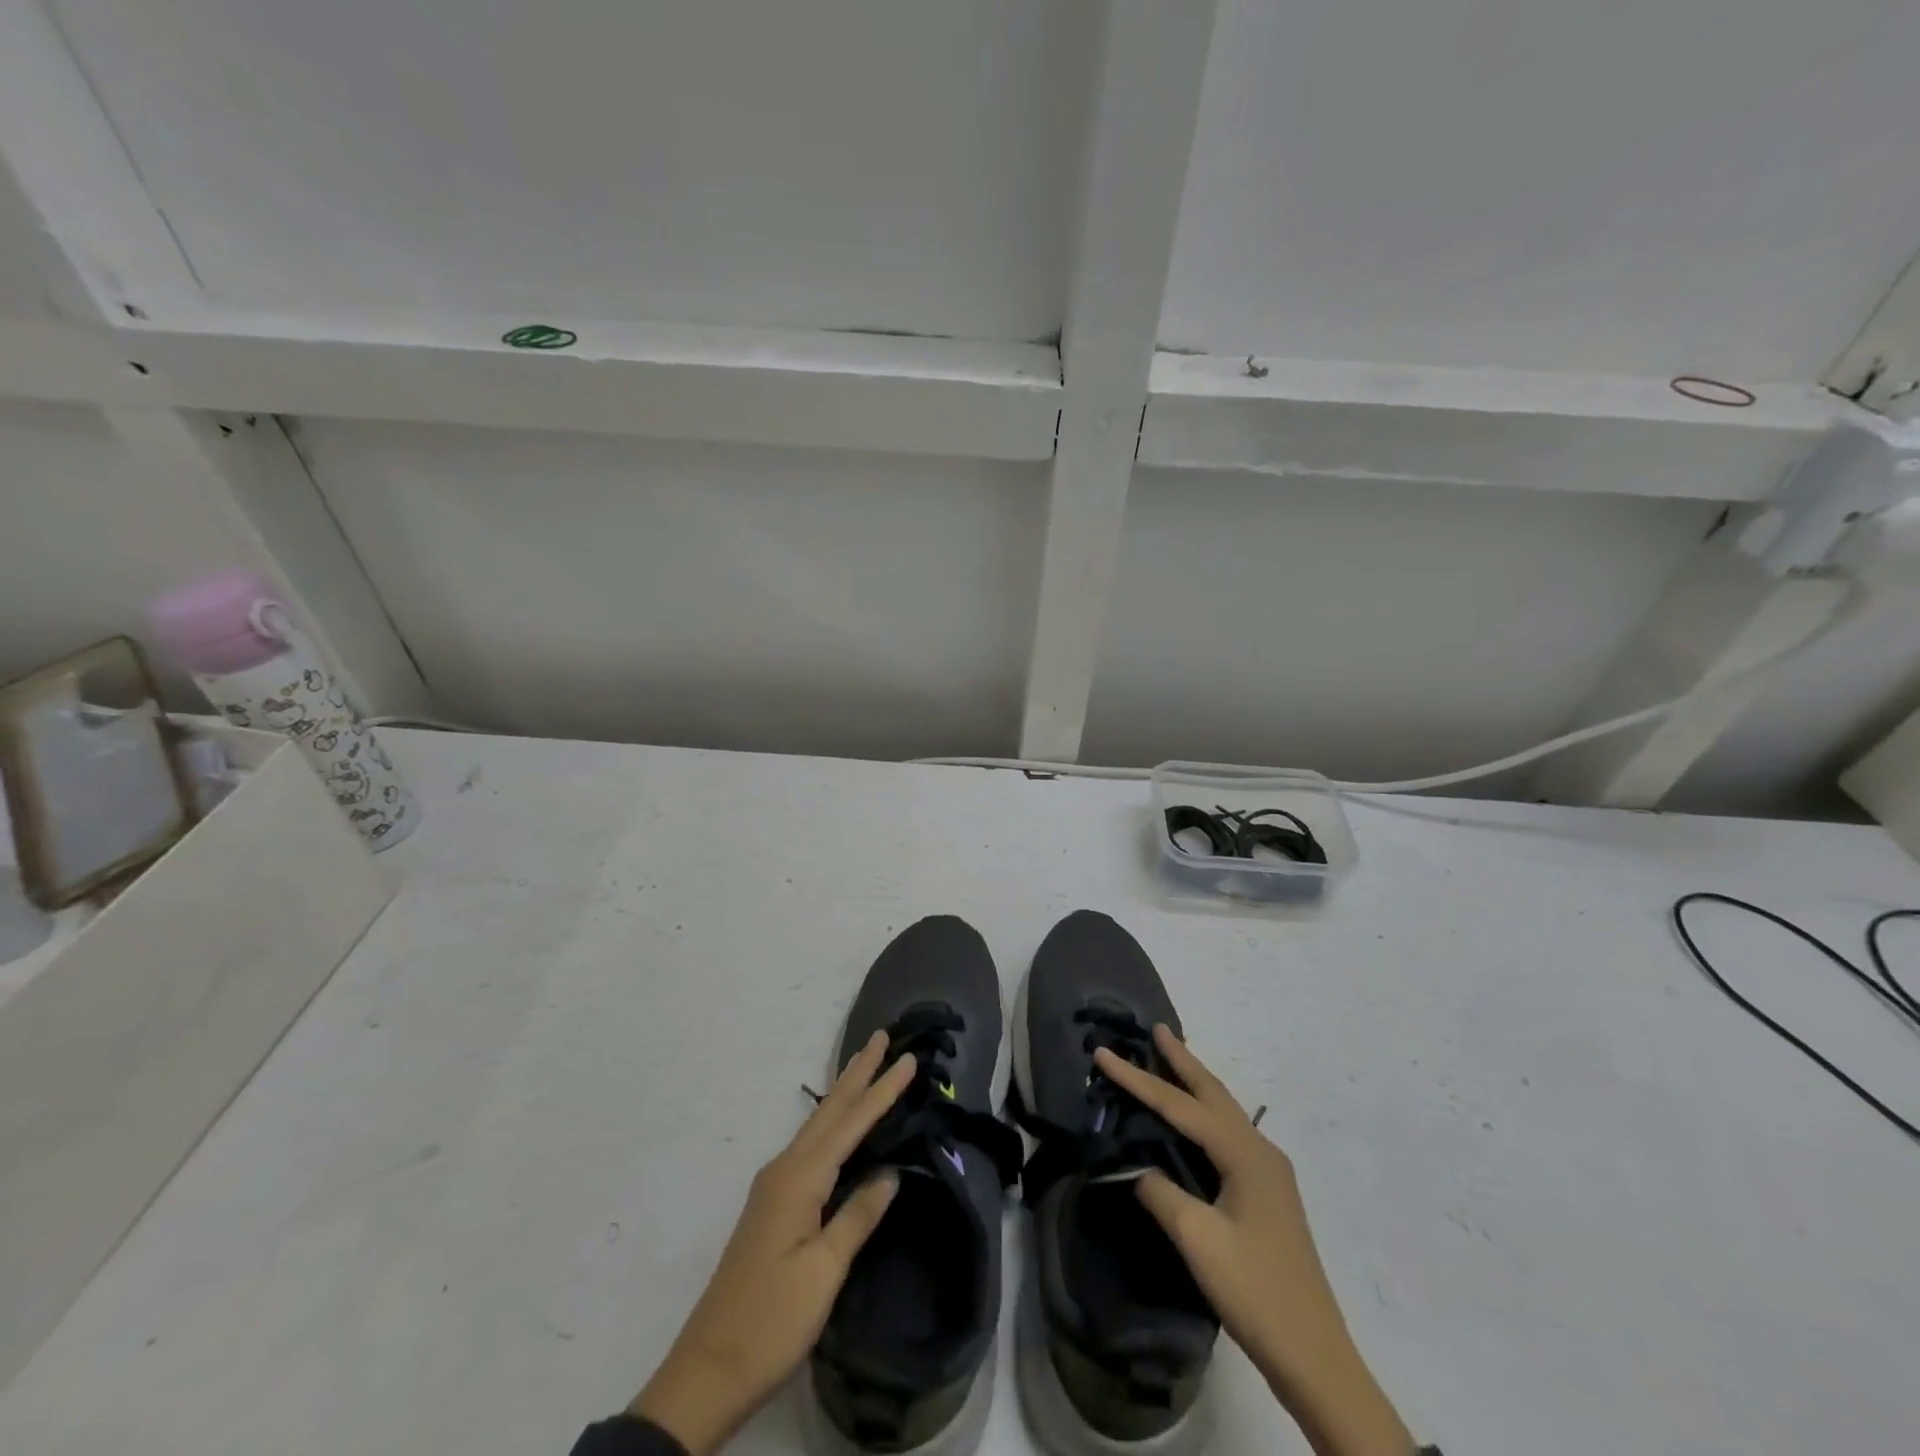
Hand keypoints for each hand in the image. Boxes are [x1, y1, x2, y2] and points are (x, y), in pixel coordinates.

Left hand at [630, 1031, 915, 1455]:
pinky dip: (832, 1122)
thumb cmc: (771, 1320)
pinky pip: (811, 1146)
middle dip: (858, 1073)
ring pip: (818, 1125)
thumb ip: (858, 1215)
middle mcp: (784, 1170)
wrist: (709, 1369)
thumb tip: (889, 1172)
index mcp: (799, 1179)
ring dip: (845, 1093)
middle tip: (881, 1037)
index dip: (882, 1091)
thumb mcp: (824, 1271)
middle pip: (829, 1111)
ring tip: (866, 1065)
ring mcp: (775, 1186)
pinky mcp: (773, 1205)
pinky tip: (840, 1125)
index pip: (851, 1124)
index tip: (908, 1058)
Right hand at [1094, 1028, 1414, 1455]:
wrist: (1314, 1355)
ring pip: (1224, 1112)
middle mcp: (1260, 1151)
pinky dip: (1205, 1112)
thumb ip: (1161, 1193)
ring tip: (1171, 1057)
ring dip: (1195, 1083)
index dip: (1138, 1078)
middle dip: (1182, 1060)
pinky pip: (1229, 1134)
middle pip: (1212, 1093)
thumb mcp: (1197, 1239)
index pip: (1180, 1105)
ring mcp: (1269, 1172)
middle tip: (1156, 1028)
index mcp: (1244, 1154)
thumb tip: (1141, 1170)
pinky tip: (1194, 1119)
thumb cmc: (1254, 1291)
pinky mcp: (1268, 1193)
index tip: (1103, 1052)